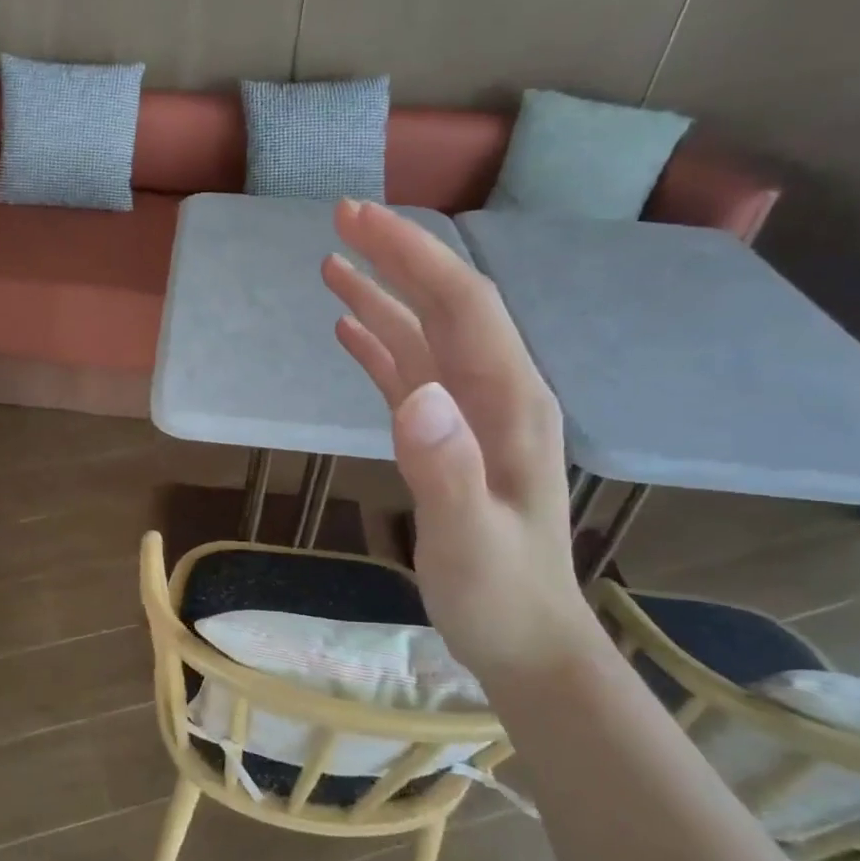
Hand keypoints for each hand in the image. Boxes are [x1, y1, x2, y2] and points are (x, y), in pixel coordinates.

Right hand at [322, 199, 596, 679]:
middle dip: (397, 257)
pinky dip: (380, 346)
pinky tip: (349, 331)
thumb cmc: (499, 595)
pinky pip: (413, 375)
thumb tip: (414, 394)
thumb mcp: (470, 540)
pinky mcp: (449, 439)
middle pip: (446, 305)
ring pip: (425, 336)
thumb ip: (445, 468)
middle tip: (340, 220)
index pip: (461, 304)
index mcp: (510, 403)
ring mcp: (472, 416)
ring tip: (332, 265)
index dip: (411, 255)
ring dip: (382, 297)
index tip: (358, 220)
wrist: (527, 640)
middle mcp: (496, 394)